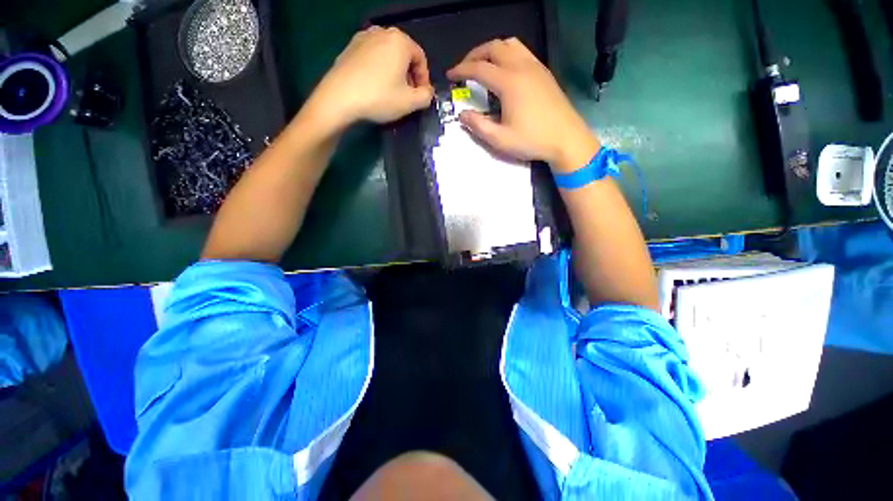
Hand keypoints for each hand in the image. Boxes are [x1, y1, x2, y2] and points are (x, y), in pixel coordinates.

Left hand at [306, 27, 433, 130]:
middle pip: (404, 55)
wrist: (339, 98)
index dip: (424, 79)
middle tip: (407, 96)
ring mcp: (363, 38)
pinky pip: (373, 58)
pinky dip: (379, 70)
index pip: (421, 58)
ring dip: (395, 73)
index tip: (421, 96)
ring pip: (388, 56)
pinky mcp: (350, 48)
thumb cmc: (379, 97)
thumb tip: (428, 92)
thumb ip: (427, 96)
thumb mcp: (410, 102)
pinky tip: (375, 87)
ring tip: (391, 92)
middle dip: (409, 76)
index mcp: (400, 41)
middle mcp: (382, 32)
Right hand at [447, 38, 598, 171]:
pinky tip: (505, 70)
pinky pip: (522, 51)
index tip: (450, 76)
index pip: (478, 68)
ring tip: (483, 65)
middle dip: (474, 55)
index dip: (461, 70)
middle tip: (464, 69)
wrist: (566, 139)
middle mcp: (521, 67)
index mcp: (509, 82)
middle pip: (493, 47)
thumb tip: (462, 115)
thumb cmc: (532, 140)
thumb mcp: (500, 139)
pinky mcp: (544, 72)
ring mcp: (535, 66)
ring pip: (509, 44)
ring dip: (492, 50)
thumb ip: (478, 126)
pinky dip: (507, 53)